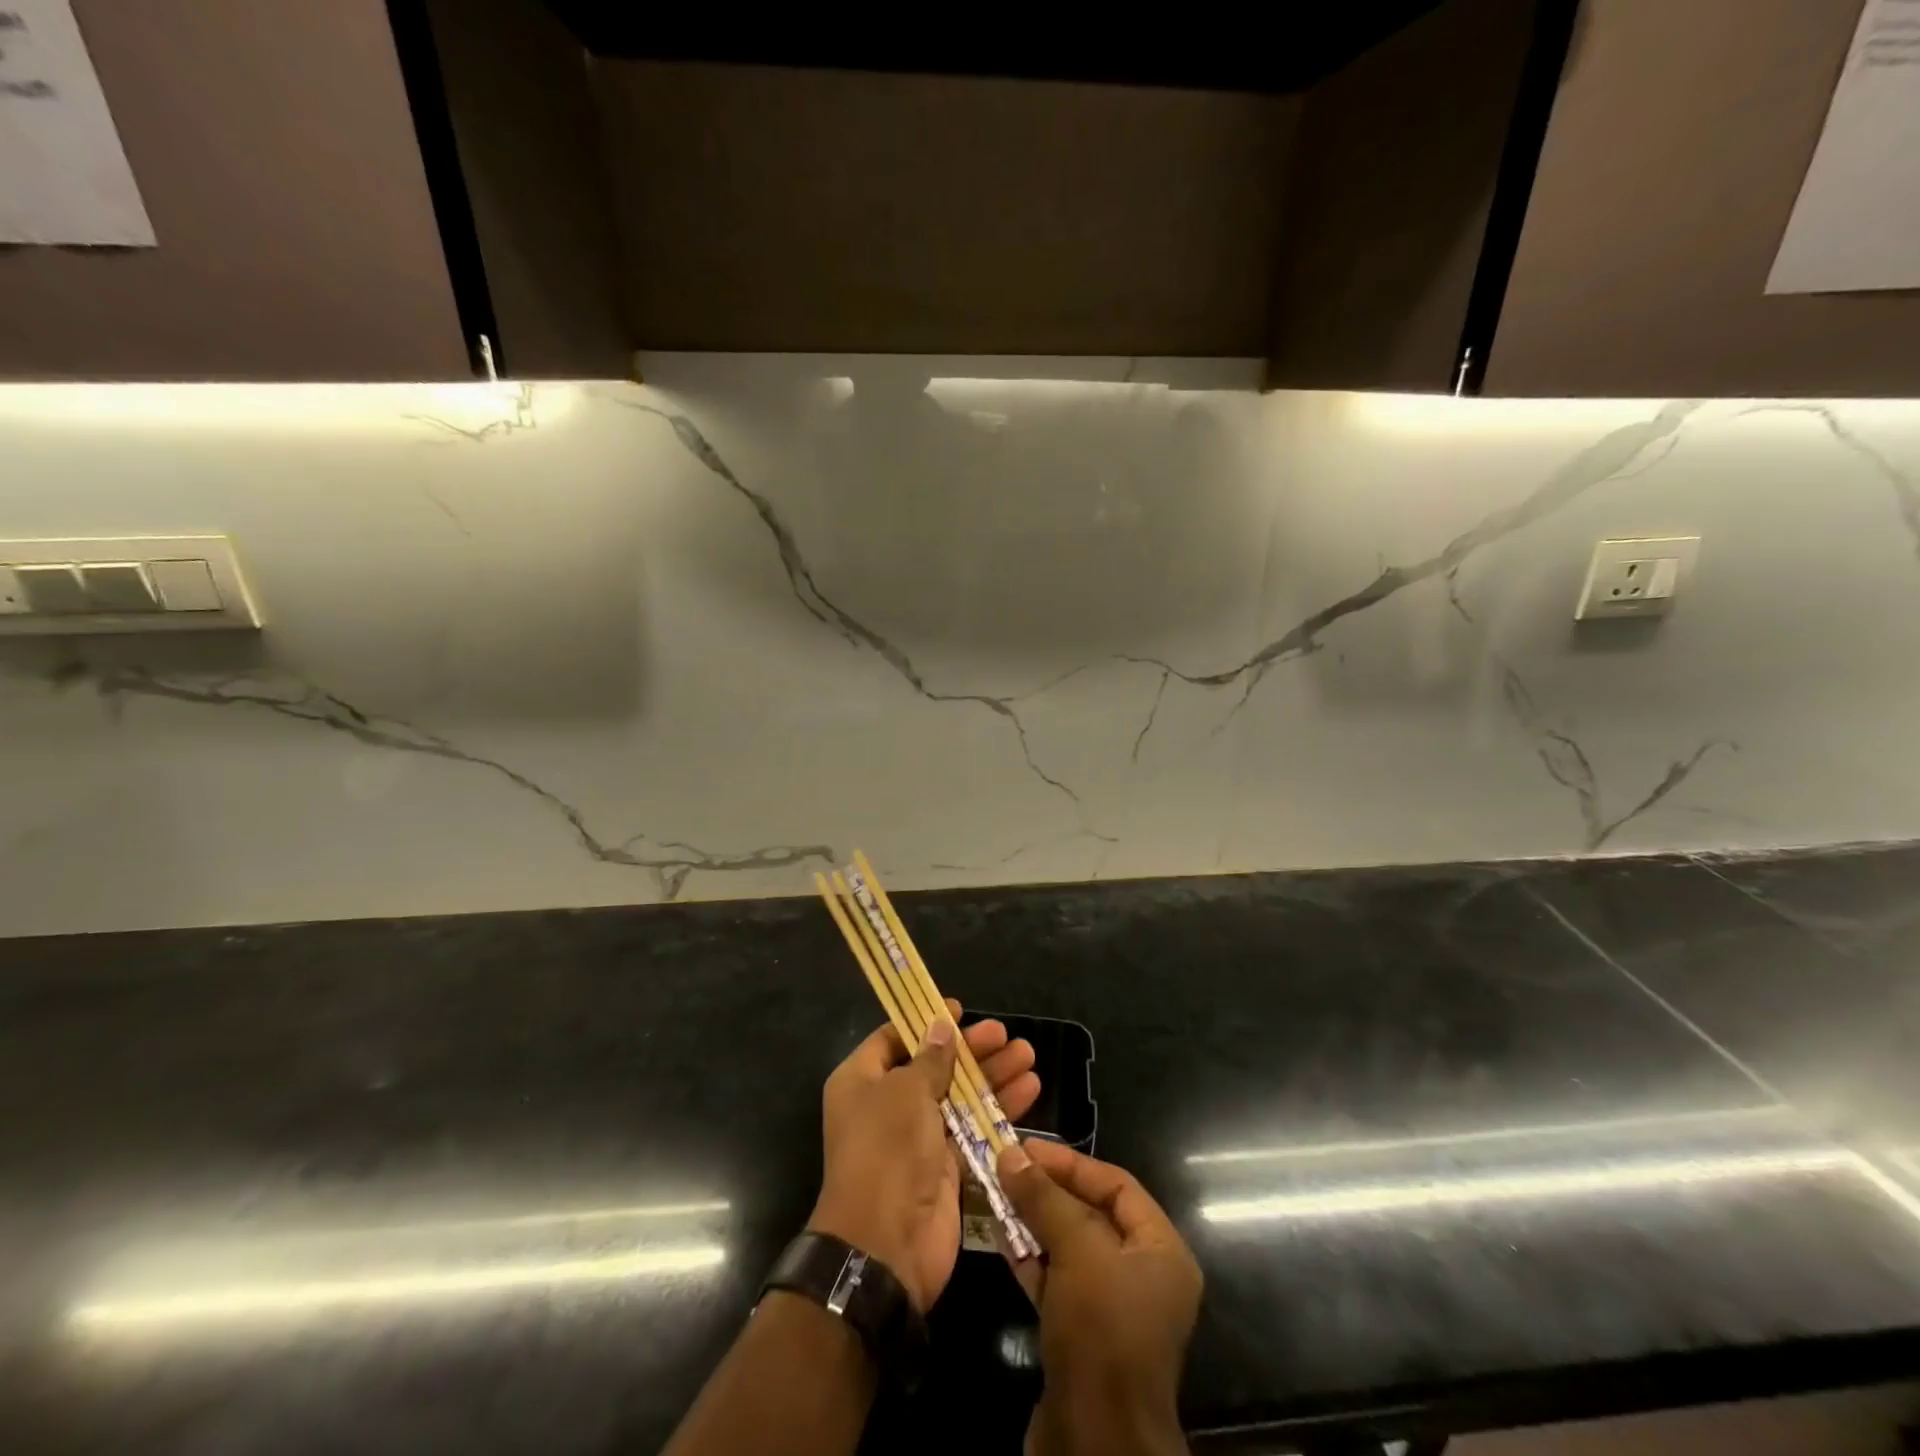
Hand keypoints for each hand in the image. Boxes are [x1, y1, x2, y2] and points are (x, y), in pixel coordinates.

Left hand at [809, 1001, 1040, 1313]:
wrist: (886, 1244)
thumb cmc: (887, 1149)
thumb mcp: (906, 1092)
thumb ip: (930, 1059)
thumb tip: (940, 1026)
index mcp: (862, 1080)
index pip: (894, 1038)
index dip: (925, 1022)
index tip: (959, 1009)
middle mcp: (887, 1105)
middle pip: (934, 1065)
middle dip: (971, 1050)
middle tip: (1006, 1034)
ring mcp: (917, 1137)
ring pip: (959, 1095)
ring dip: (993, 1076)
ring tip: (1028, 1056)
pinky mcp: (945, 1165)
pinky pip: (973, 1127)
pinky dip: (998, 1109)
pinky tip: (1029, 1091)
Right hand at [997, 1141, 1201, 1455]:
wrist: (1094, 1445)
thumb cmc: (1102, 1332)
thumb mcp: (1079, 1251)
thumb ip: (1046, 1198)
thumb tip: (1010, 1153)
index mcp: (1161, 1251)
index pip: (1117, 1185)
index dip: (1071, 1163)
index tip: (1026, 1149)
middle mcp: (1142, 1275)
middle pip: (1090, 1214)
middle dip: (1047, 1190)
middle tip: (1004, 1166)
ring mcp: (1110, 1308)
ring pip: (1068, 1247)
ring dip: (1032, 1220)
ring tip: (993, 1192)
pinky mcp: (1080, 1336)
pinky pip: (1055, 1280)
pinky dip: (1028, 1256)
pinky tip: (997, 1234)